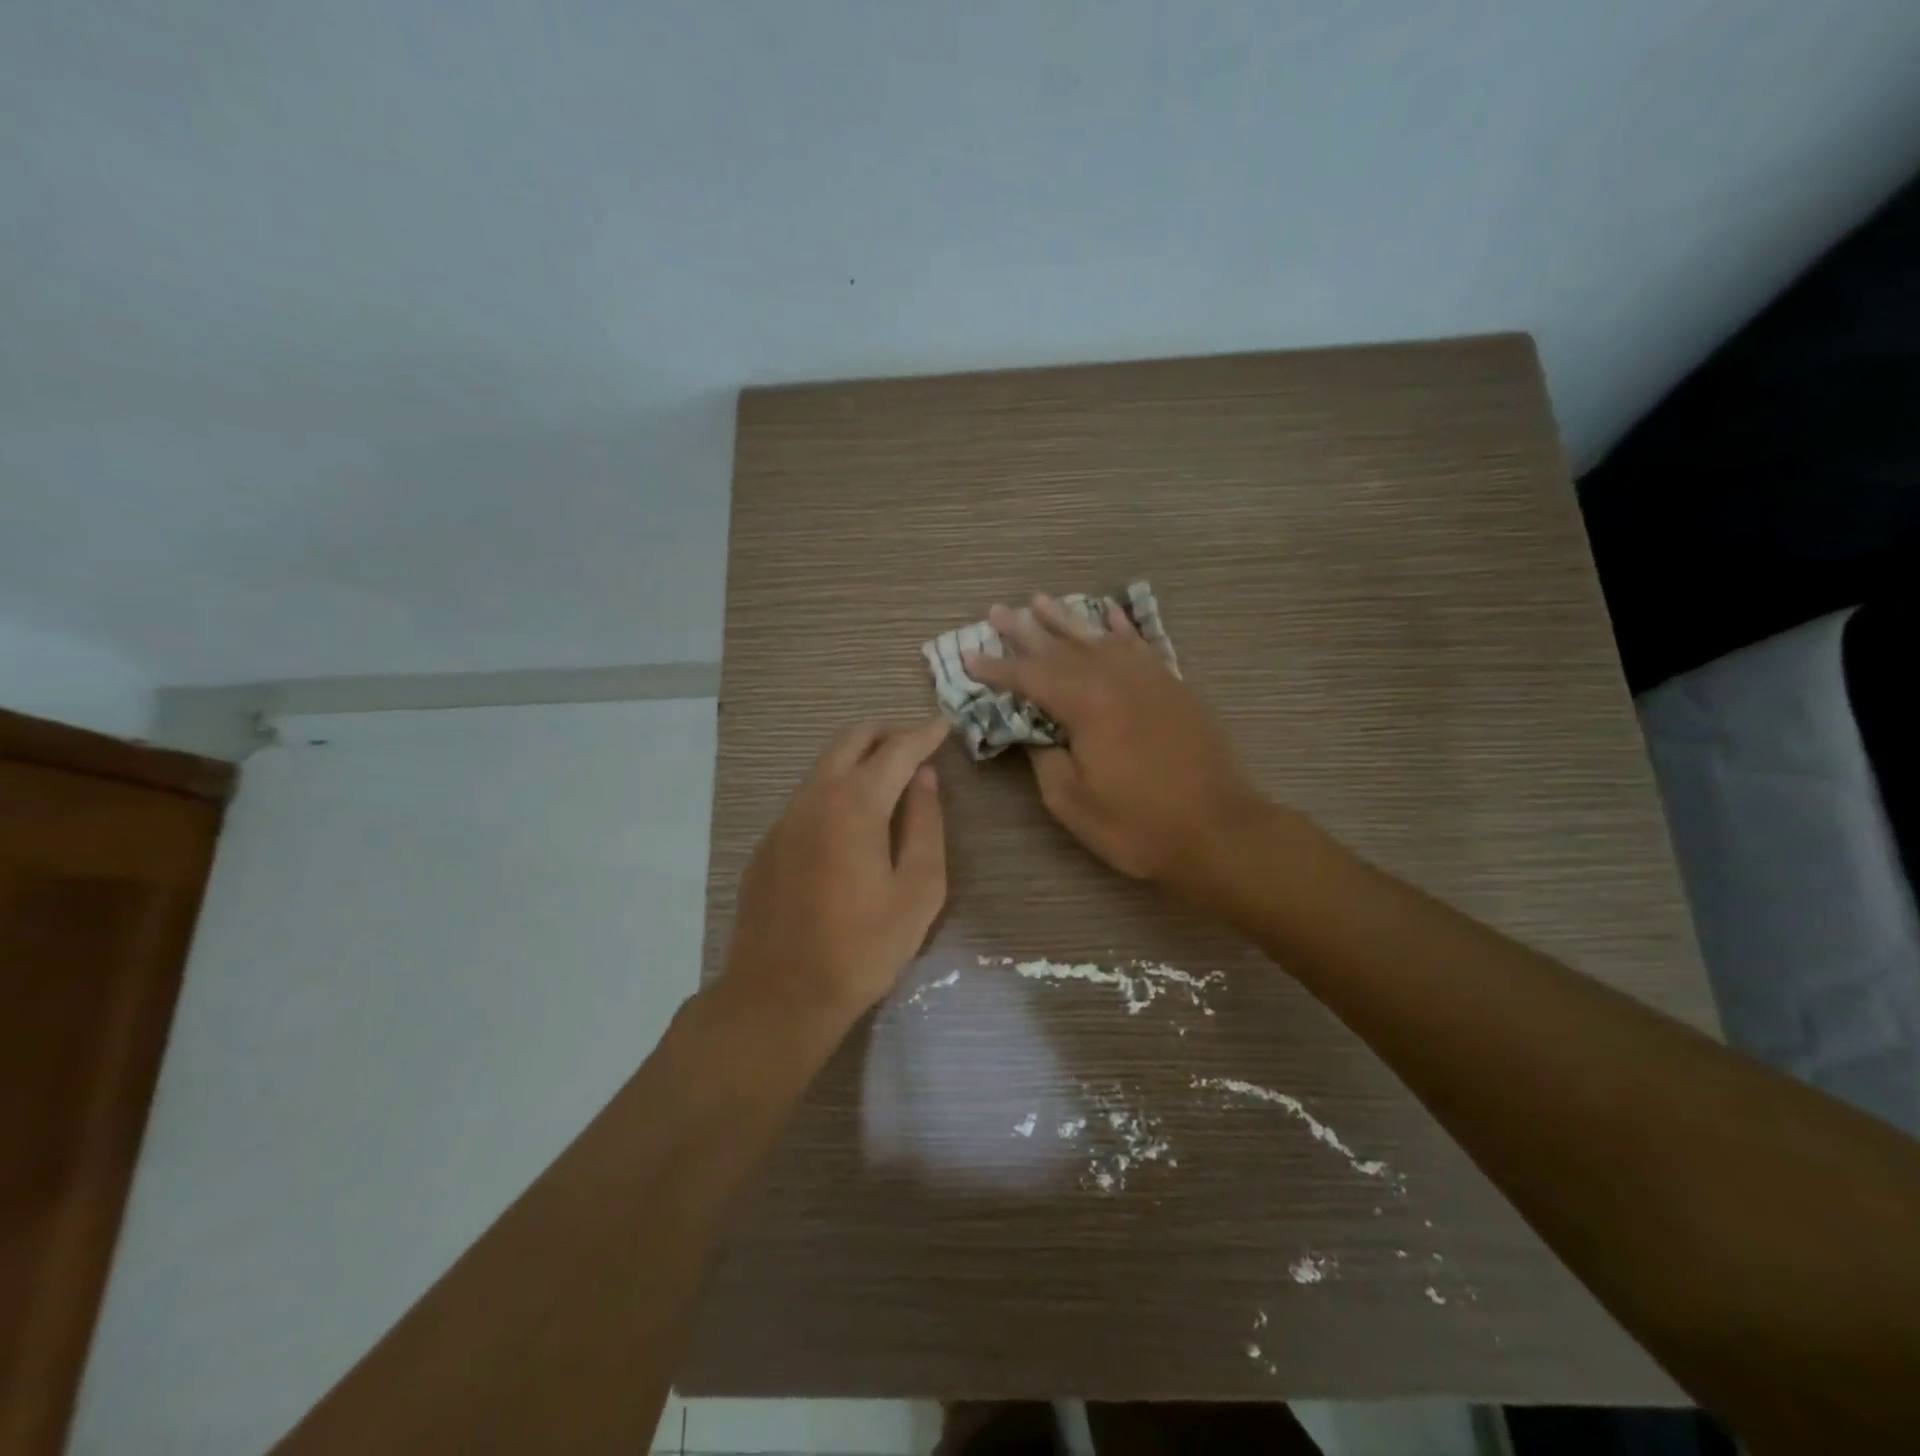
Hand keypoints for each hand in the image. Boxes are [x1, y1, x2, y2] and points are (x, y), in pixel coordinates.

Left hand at [722, 719, 949, 1028]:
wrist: (778, 995)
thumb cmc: (861, 948)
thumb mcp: (917, 892)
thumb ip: (925, 826)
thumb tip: (925, 779)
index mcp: (855, 804)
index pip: (896, 751)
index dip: (924, 734)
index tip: (945, 724)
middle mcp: (814, 798)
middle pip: (850, 741)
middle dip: (886, 733)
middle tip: (916, 743)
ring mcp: (784, 820)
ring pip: (824, 767)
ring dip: (858, 759)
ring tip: (889, 778)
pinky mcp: (768, 845)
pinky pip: (807, 798)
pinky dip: (835, 789)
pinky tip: (851, 823)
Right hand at [964, 595, 1265, 887]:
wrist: (1218, 830)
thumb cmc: (1137, 824)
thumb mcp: (1072, 801)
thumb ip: (1044, 757)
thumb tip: (1033, 730)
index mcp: (1085, 705)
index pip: (1029, 678)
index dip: (996, 668)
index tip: (969, 656)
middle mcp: (1115, 679)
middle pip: (1061, 647)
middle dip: (1025, 631)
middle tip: (998, 612)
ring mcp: (1149, 678)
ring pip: (1099, 638)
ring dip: (1067, 619)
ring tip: (1041, 600)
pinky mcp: (1174, 686)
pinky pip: (1141, 645)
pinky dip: (1122, 628)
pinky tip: (1109, 615)